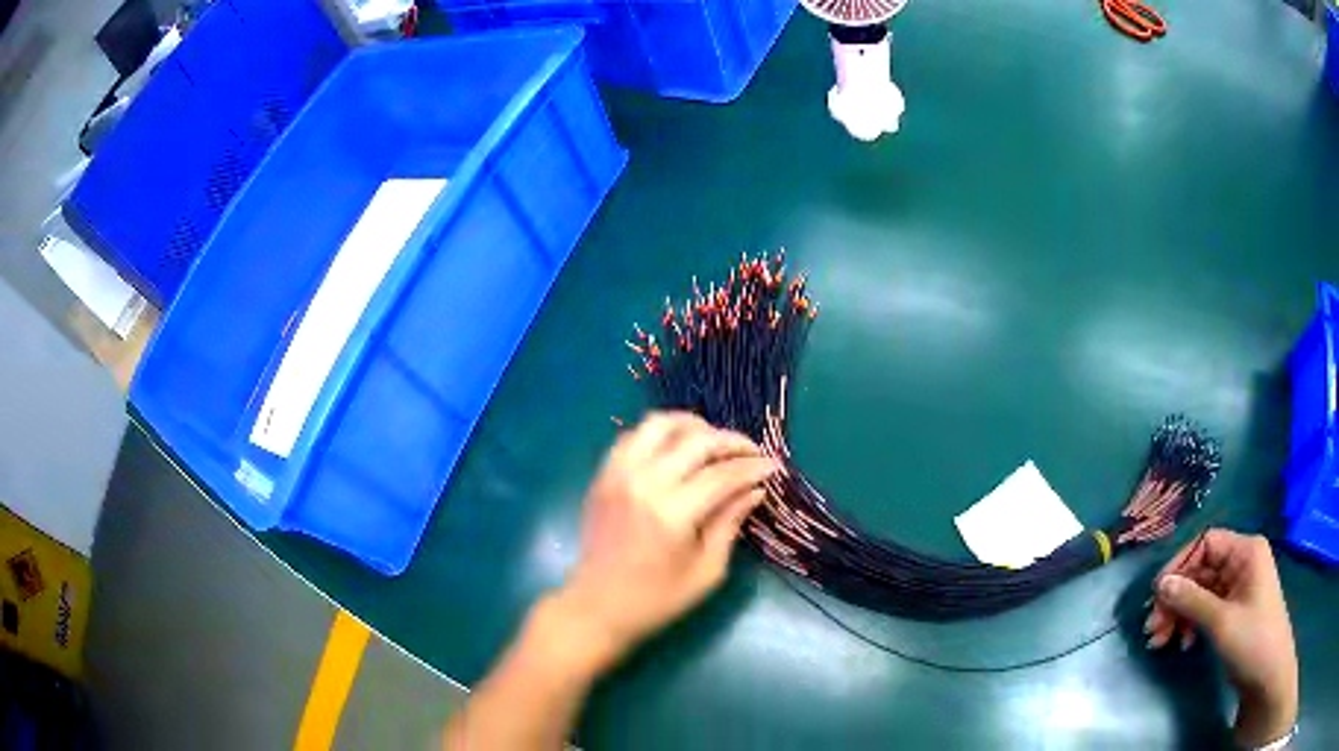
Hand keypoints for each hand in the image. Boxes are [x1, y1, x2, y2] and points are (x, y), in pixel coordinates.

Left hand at [546, 412, 774, 674]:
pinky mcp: (603, 476)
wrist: (597, 606)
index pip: (722, 475)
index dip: (752, 467)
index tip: (772, 466)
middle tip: (750, 452)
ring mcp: (618, 475)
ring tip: (713, 442)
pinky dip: (659, 435)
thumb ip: (730, 523)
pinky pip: (633, 437)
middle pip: (696, 440)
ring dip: (692, 426)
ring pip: (659, 424)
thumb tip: (755, 489)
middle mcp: (644, 483)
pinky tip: (676, 450)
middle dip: (731, 441)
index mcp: (672, 513)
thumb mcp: (706, 571)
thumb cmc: (657, 599)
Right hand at [1146, 529, 1298, 746]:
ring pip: (1201, 592)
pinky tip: (1184, 644)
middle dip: (1176, 598)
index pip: (1206, 543)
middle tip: (1153, 631)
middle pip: (1201, 570)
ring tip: (1161, 643)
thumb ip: (1192, 600)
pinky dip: (1191, 624)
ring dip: (1179, 615)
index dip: (1180, 565)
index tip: (1156, 597)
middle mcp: (1242, 563)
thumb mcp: (1222, 622)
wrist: (1267, 674)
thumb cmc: (1252, 640)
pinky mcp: (1234, 613)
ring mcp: (1239, 589)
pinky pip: (1207, 609)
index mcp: (1246, 552)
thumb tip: (1161, 584)